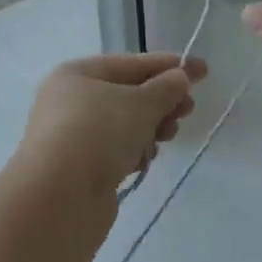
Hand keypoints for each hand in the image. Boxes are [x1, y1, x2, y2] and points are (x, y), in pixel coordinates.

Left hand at [13, 53, 206, 203]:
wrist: (59, 198)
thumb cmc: (97, 134)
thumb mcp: (139, 103)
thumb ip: (165, 88)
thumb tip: (180, 77)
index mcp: (76, 74)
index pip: (129, 63)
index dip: (168, 65)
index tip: (202, 69)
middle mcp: (70, 101)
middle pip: (126, 94)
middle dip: (160, 100)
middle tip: (189, 109)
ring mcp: (73, 136)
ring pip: (122, 124)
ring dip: (150, 126)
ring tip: (170, 134)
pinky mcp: (80, 168)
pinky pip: (115, 150)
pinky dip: (134, 151)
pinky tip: (147, 158)